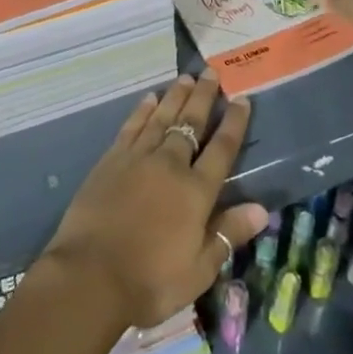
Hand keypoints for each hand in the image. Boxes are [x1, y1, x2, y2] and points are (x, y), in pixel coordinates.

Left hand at [41, 69, 268, 330]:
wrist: (90, 274)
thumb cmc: (150, 280)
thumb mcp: (199, 269)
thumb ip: (228, 233)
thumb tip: (262, 208)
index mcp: (196, 192)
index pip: (222, 149)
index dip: (234, 123)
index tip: (242, 99)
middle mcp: (170, 164)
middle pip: (191, 123)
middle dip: (204, 98)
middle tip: (212, 72)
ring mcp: (138, 157)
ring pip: (162, 117)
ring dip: (176, 96)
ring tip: (187, 77)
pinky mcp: (112, 159)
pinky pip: (132, 126)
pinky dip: (143, 110)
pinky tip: (149, 98)